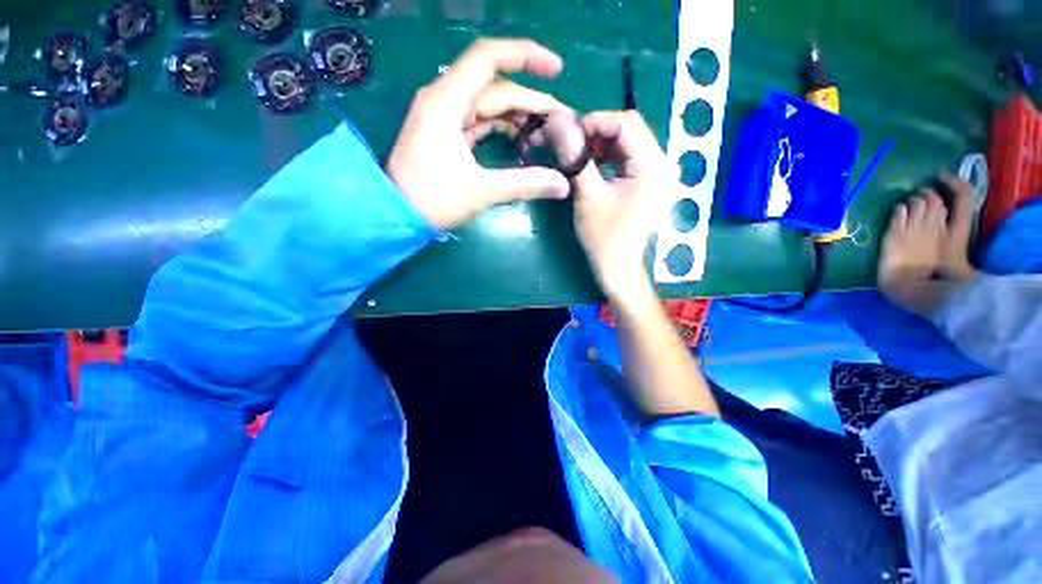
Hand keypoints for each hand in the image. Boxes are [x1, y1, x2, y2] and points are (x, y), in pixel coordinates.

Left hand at [388, 38, 573, 230]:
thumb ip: (524, 184)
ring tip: (546, 132)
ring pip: (489, 105)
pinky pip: (480, 121)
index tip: (557, 70)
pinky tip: (521, 139)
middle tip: (561, 121)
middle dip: (531, 101)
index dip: (526, 56)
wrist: (396, 214)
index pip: (488, 58)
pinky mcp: (447, 133)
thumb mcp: (480, 191)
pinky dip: (502, 127)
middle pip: (495, 87)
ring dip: (518, 115)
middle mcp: (445, 99)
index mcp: (447, 102)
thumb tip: (563, 185)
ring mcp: (445, 117)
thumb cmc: (432, 200)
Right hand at [572, 110, 672, 301]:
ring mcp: (658, 174)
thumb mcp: (588, 198)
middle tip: (571, 143)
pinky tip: (593, 164)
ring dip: (602, 144)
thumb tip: (561, 128)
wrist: (619, 268)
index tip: (570, 133)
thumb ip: (577, 160)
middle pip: (630, 130)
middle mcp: (662, 164)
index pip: (627, 123)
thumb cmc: (603, 238)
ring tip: (579, 153)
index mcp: (652, 167)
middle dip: (598, 132)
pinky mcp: (650, 183)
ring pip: (629, 143)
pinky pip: (630, 158)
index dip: (596, 121)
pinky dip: (609, 157)